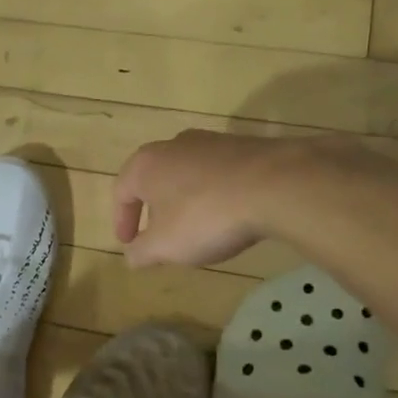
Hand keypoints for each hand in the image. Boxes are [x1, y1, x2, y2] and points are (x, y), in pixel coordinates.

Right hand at [113, 130, 301, 267]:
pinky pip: (217, 173)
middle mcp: (173, 145)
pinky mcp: (244, 146)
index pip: (121, 192)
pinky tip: (228, 214)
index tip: (129, 244)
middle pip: (154, 178)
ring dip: (185, 200)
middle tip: (160, 235)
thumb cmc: (206, 216)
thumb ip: (142, 252)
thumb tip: (132, 256)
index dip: (122, 221)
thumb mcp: (166, 246)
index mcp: (145, 164)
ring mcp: (211, 142)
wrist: (276, 185)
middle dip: (154, 209)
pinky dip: (214, 194)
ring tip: (196, 227)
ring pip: (187, 174)